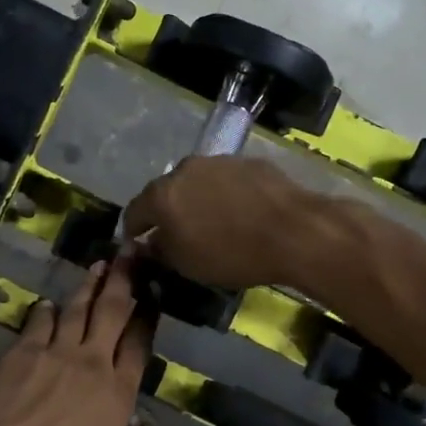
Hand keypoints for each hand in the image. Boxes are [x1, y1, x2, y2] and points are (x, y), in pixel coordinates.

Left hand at [0, 254, 153, 425]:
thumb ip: (110, 423)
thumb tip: (111, 407)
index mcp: (118, 393)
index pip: (139, 345)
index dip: (147, 317)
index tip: (152, 293)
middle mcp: (92, 362)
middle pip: (113, 312)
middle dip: (124, 280)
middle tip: (131, 253)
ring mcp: (56, 351)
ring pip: (77, 309)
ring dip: (89, 286)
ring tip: (98, 267)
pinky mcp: (23, 350)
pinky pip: (39, 322)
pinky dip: (46, 311)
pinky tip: (48, 304)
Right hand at [123, 156, 319, 290]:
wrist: (294, 231)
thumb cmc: (231, 253)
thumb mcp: (186, 264)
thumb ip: (158, 251)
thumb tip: (148, 244)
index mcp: (161, 195)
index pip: (133, 212)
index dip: (131, 231)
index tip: (135, 245)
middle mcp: (184, 169)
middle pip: (165, 193)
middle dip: (166, 213)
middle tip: (177, 234)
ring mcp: (218, 161)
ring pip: (196, 183)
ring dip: (197, 201)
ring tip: (212, 223)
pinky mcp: (248, 162)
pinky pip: (226, 181)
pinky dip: (225, 195)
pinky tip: (240, 213)